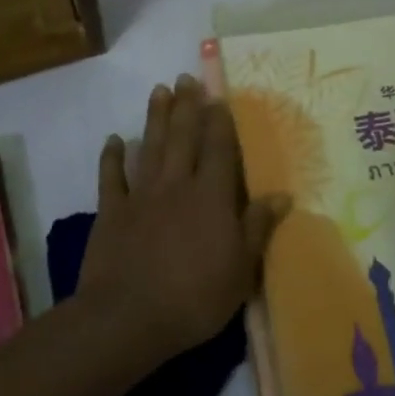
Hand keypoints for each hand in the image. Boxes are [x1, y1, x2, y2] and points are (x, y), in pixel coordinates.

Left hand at [82, 75, 290, 361]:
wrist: (129, 317)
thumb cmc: (195, 297)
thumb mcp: (241, 269)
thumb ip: (258, 227)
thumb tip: (283, 195)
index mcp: (211, 196)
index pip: (218, 148)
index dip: (219, 121)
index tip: (218, 97)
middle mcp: (176, 184)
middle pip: (183, 137)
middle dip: (186, 106)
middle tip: (185, 78)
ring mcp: (140, 195)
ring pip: (150, 147)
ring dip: (155, 118)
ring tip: (159, 91)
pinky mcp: (111, 212)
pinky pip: (111, 177)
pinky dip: (112, 157)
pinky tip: (115, 140)